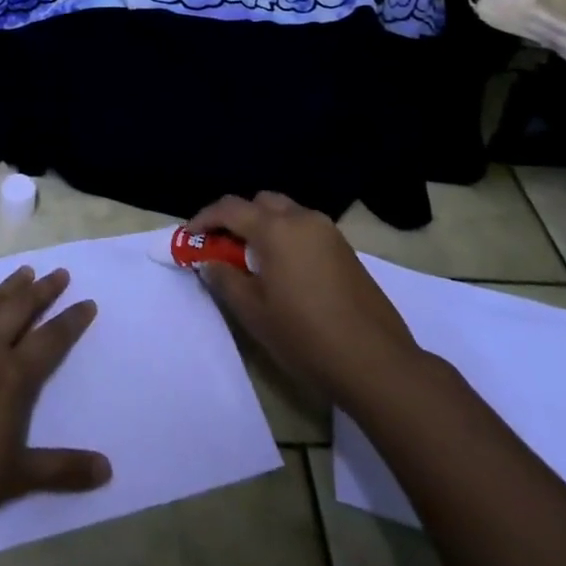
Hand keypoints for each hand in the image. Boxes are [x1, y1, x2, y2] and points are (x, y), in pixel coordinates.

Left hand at [0, 265, 111, 527]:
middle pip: (21, 309)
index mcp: (13, 376)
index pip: (51, 339)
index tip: (87, 302)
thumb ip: (62, 470)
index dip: (72, 321)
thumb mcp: (16, 479)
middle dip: (43, 290)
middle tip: (59, 273)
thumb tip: (107, 470)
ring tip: (24, 272)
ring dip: (7, 286)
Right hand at [189, 191, 419, 406]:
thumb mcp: (254, 312)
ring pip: (286, 213)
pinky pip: (305, 229)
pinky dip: (286, 237)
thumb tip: (210, 261)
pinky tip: (284, 271)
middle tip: (222, 248)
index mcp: (276, 228)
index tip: (190, 238)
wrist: (376, 363)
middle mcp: (302, 218)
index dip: (204, 220)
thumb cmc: (306, 336)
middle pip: (260, 202)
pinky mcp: (345, 250)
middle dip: (236, 218)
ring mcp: (328, 232)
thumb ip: (225, 279)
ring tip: (252, 261)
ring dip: (263, 227)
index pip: (229, 208)